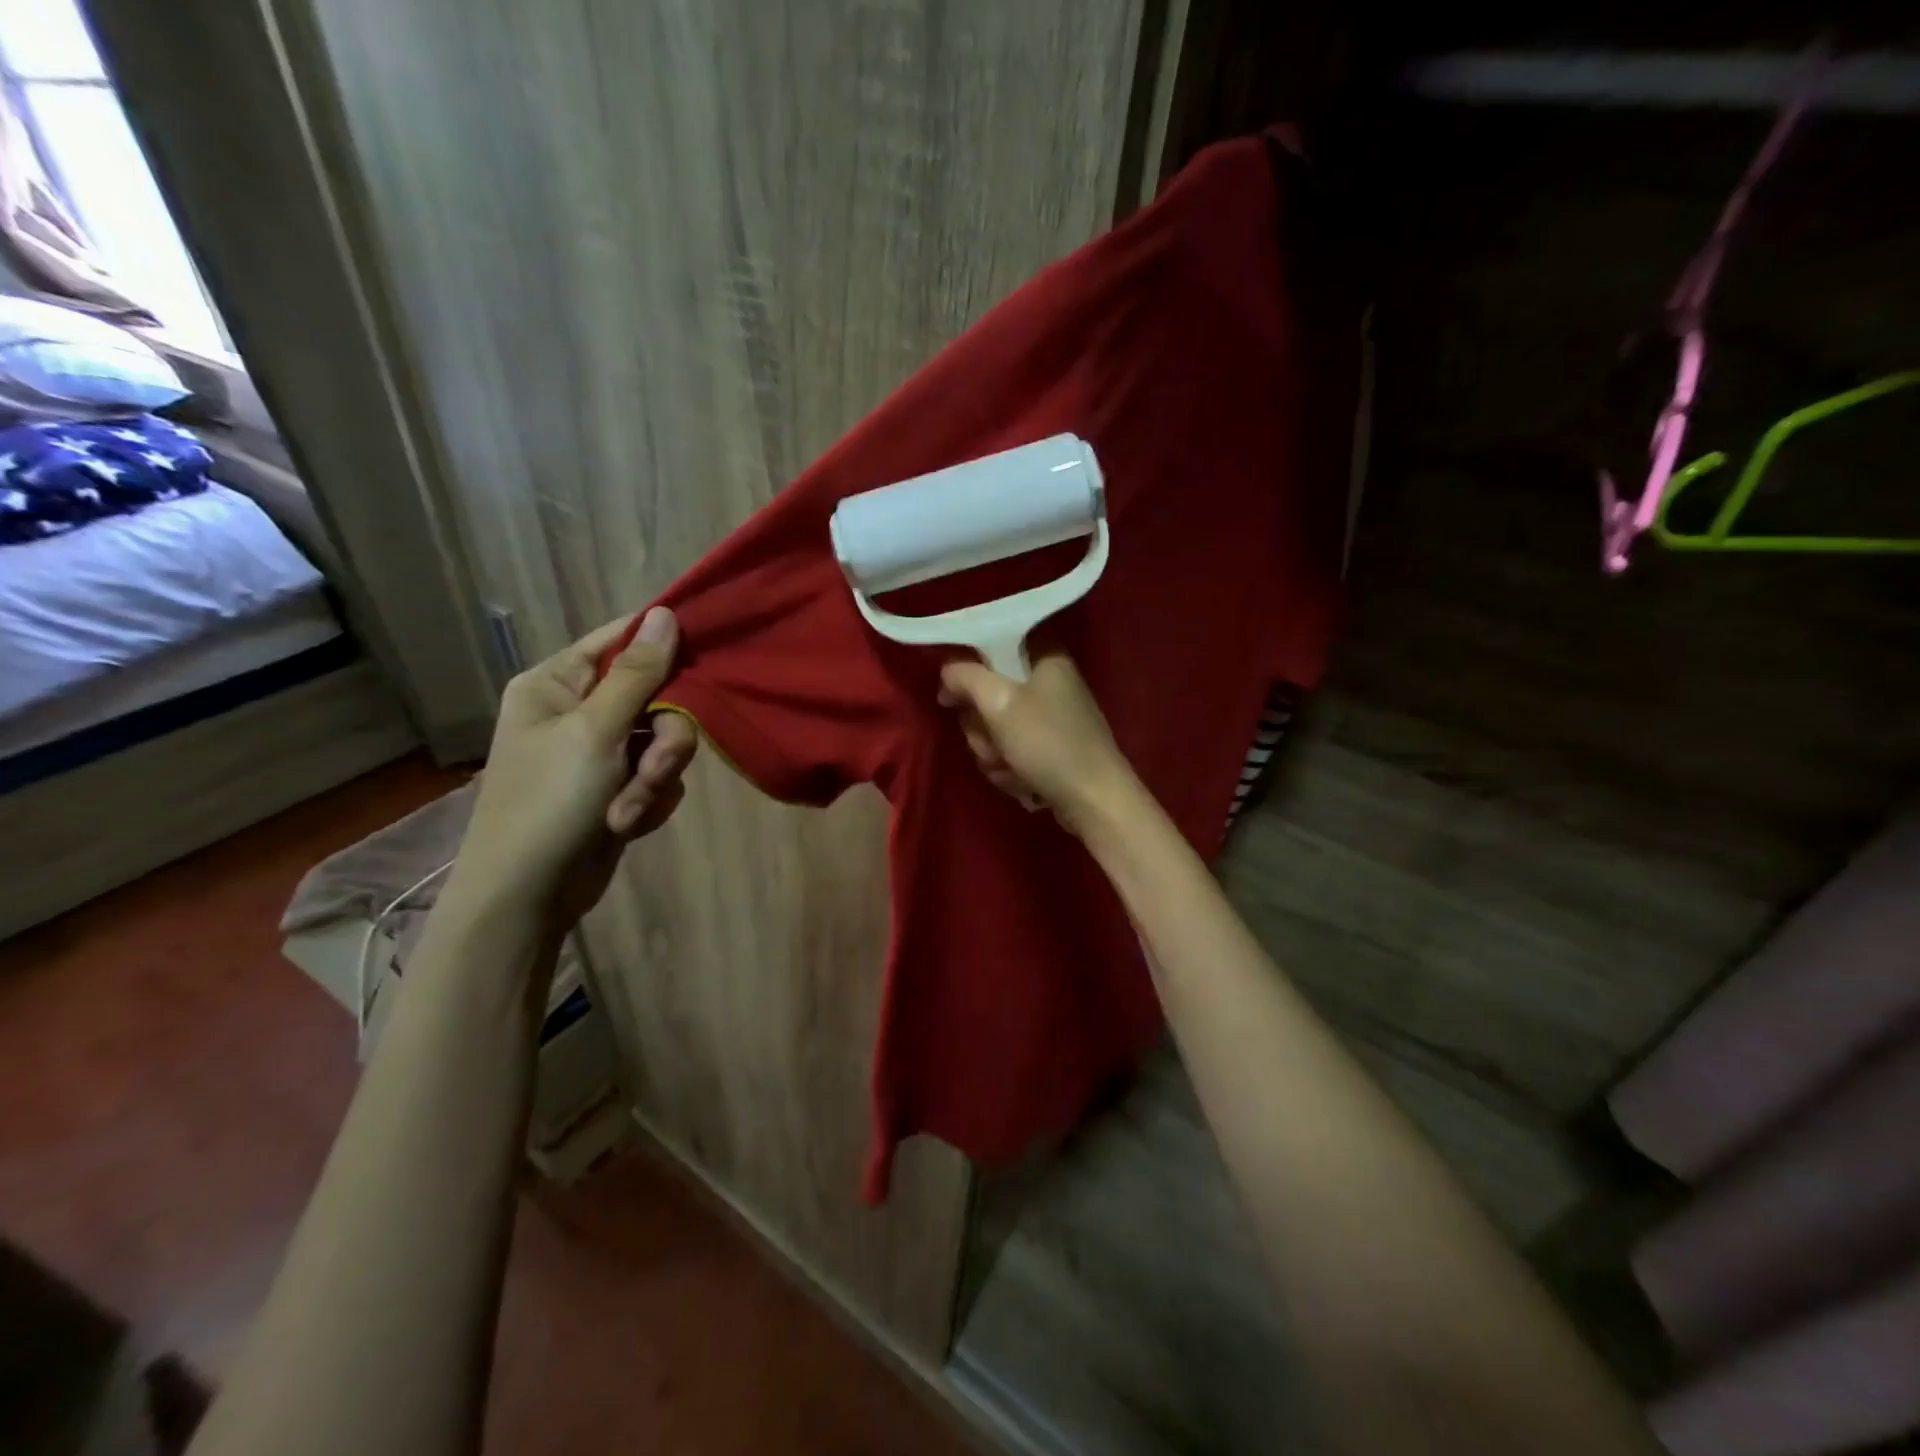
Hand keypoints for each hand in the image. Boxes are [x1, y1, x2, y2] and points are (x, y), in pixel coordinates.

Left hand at [446, 607, 697, 929]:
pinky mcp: (618, 786)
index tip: (707, 652)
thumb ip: (638, 674)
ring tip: (628, 811)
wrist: (528, 896)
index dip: (663, 643)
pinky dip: (650, 800)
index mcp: (557, 683)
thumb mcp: (595, 732)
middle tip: (652, 768)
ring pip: (665, 740)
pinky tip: (627, 824)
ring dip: (655, 778)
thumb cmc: (548, 803)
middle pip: (656, 696)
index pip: (620, 640)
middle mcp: (580, 710)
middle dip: (663, 739)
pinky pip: (659, 775)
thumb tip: (667, 613)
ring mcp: (600, 751)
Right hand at [937, 649, 1137, 835]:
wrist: (1093, 800)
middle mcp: (1049, 681)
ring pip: (996, 727)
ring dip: (994, 753)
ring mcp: (1051, 717)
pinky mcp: (1050, 748)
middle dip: (982, 728)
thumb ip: (965, 677)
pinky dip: (1010, 768)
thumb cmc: (1048, 744)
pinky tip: (1023, 782)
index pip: (992, 647)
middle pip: (989, 694)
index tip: (954, 698)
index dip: (968, 674)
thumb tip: (947, 673)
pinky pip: (1012, 750)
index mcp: (1045, 657)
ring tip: (1011, 768)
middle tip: (994, 742)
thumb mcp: (999, 703)